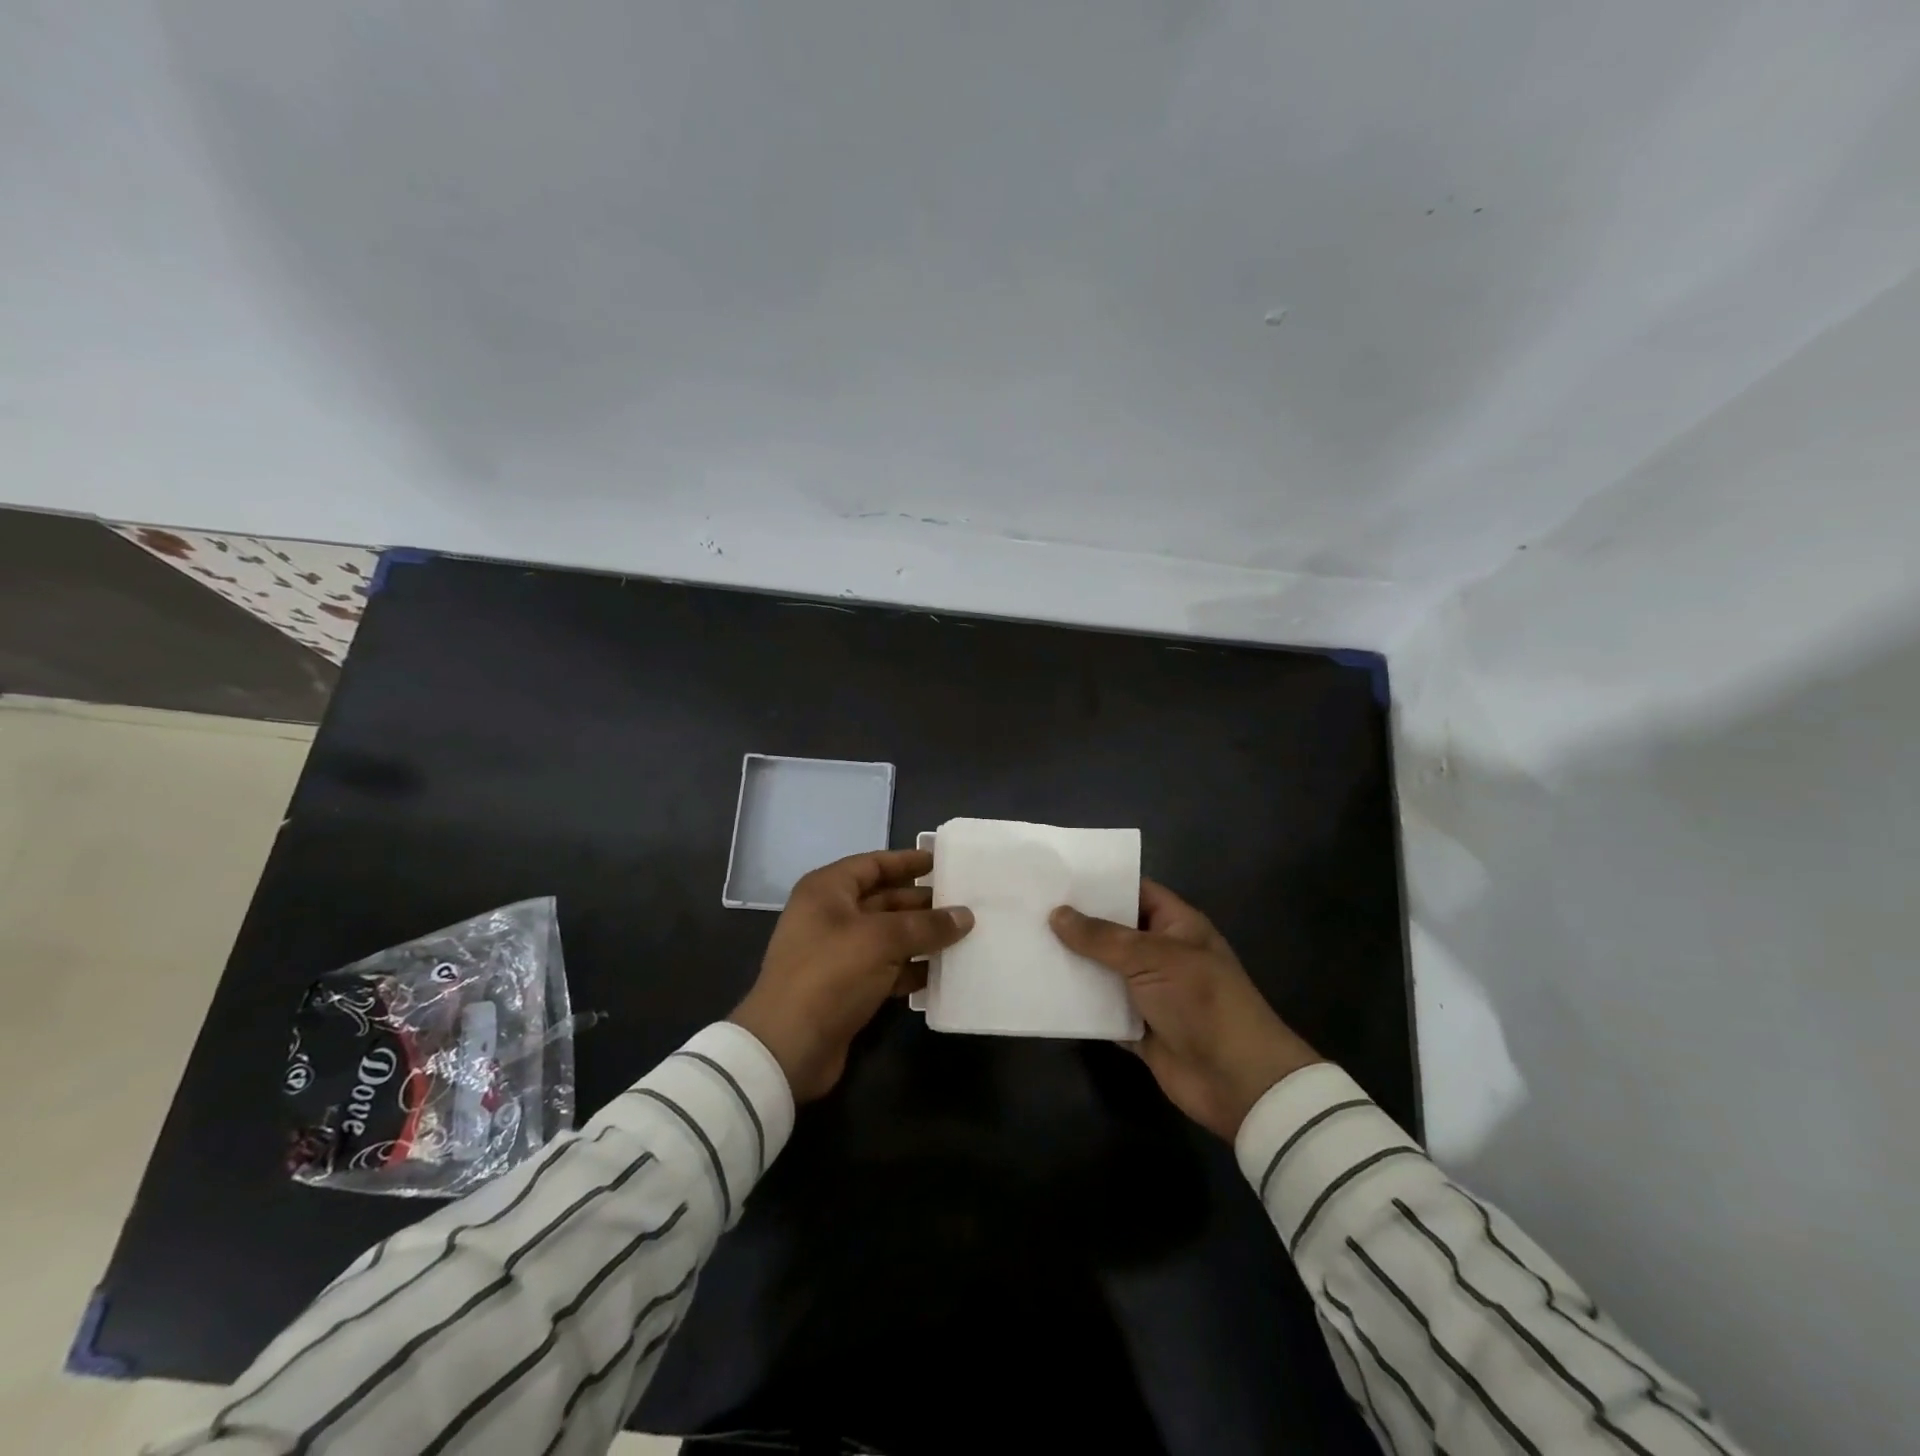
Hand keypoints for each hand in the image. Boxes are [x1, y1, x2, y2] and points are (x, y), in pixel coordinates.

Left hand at [731, 849, 973, 1102]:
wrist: (788, 1047)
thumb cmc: (831, 974)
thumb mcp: (882, 940)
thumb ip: (926, 925)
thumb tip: (965, 915)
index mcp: (828, 891)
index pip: (873, 864)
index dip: (907, 862)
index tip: (942, 862)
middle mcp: (831, 916)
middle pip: (884, 900)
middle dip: (922, 902)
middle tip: (965, 902)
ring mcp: (838, 954)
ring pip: (889, 936)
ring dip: (922, 937)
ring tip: (965, 935)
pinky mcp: (848, 988)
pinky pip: (887, 968)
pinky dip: (913, 969)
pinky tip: (944, 971)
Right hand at [1050, 879, 1321, 1140]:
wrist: (1237, 1080)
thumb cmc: (1202, 1002)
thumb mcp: (1153, 957)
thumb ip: (1102, 937)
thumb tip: (1057, 914)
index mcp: (1176, 925)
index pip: (1134, 890)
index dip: (1099, 883)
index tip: (1056, 875)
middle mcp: (1161, 953)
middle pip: (1113, 931)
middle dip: (1076, 923)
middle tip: (1028, 908)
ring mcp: (1149, 992)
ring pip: (1102, 970)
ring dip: (1072, 963)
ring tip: (1025, 944)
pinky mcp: (1136, 1028)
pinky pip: (1100, 1009)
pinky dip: (1077, 1004)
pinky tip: (1041, 991)